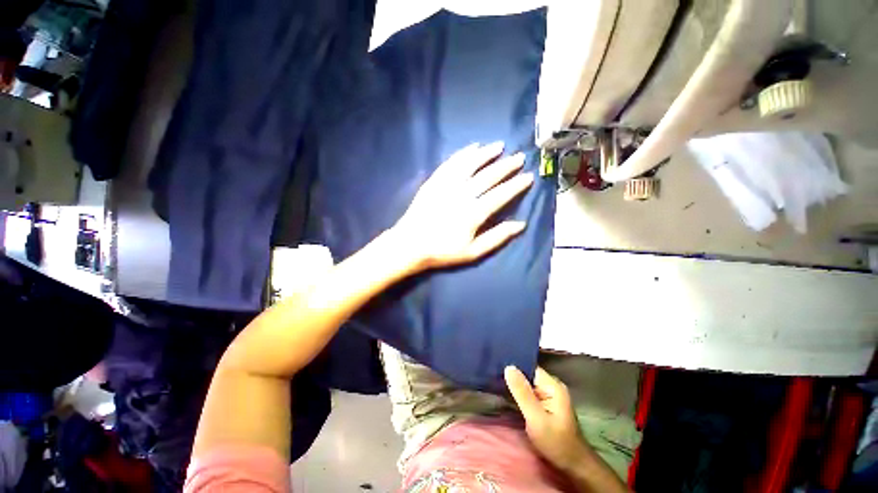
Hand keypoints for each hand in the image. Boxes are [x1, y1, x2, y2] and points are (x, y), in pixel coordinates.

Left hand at [391, 142, 533, 270]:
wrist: (411, 244)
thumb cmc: (443, 251)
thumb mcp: (473, 252)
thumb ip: (497, 237)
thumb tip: (520, 225)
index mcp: (474, 213)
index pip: (501, 194)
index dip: (516, 185)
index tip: (528, 176)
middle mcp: (463, 194)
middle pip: (488, 176)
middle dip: (506, 166)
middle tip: (519, 157)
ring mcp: (447, 185)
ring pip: (470, 164)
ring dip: (486, 154)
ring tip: (499, 146)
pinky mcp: (434, 181)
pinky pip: (451, 163)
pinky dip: (463, 153)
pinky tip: (472, 147)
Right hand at [505, 366, 593, 472]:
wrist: (573, 466)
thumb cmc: (556, 442)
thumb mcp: (536, 418)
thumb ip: (522, 393)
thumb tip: (508, 367)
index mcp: (553, 385)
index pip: (529, 367)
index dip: (513, 365)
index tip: (496, 365)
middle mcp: (552, 385)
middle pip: (528, 374)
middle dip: (512, 375)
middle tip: (493, 375)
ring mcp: (550, 394)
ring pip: (527, 383)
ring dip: (515, 385)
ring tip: (495, 381)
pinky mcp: (546, 403)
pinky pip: (529, 392)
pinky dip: (519, 393)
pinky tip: (507, 393)